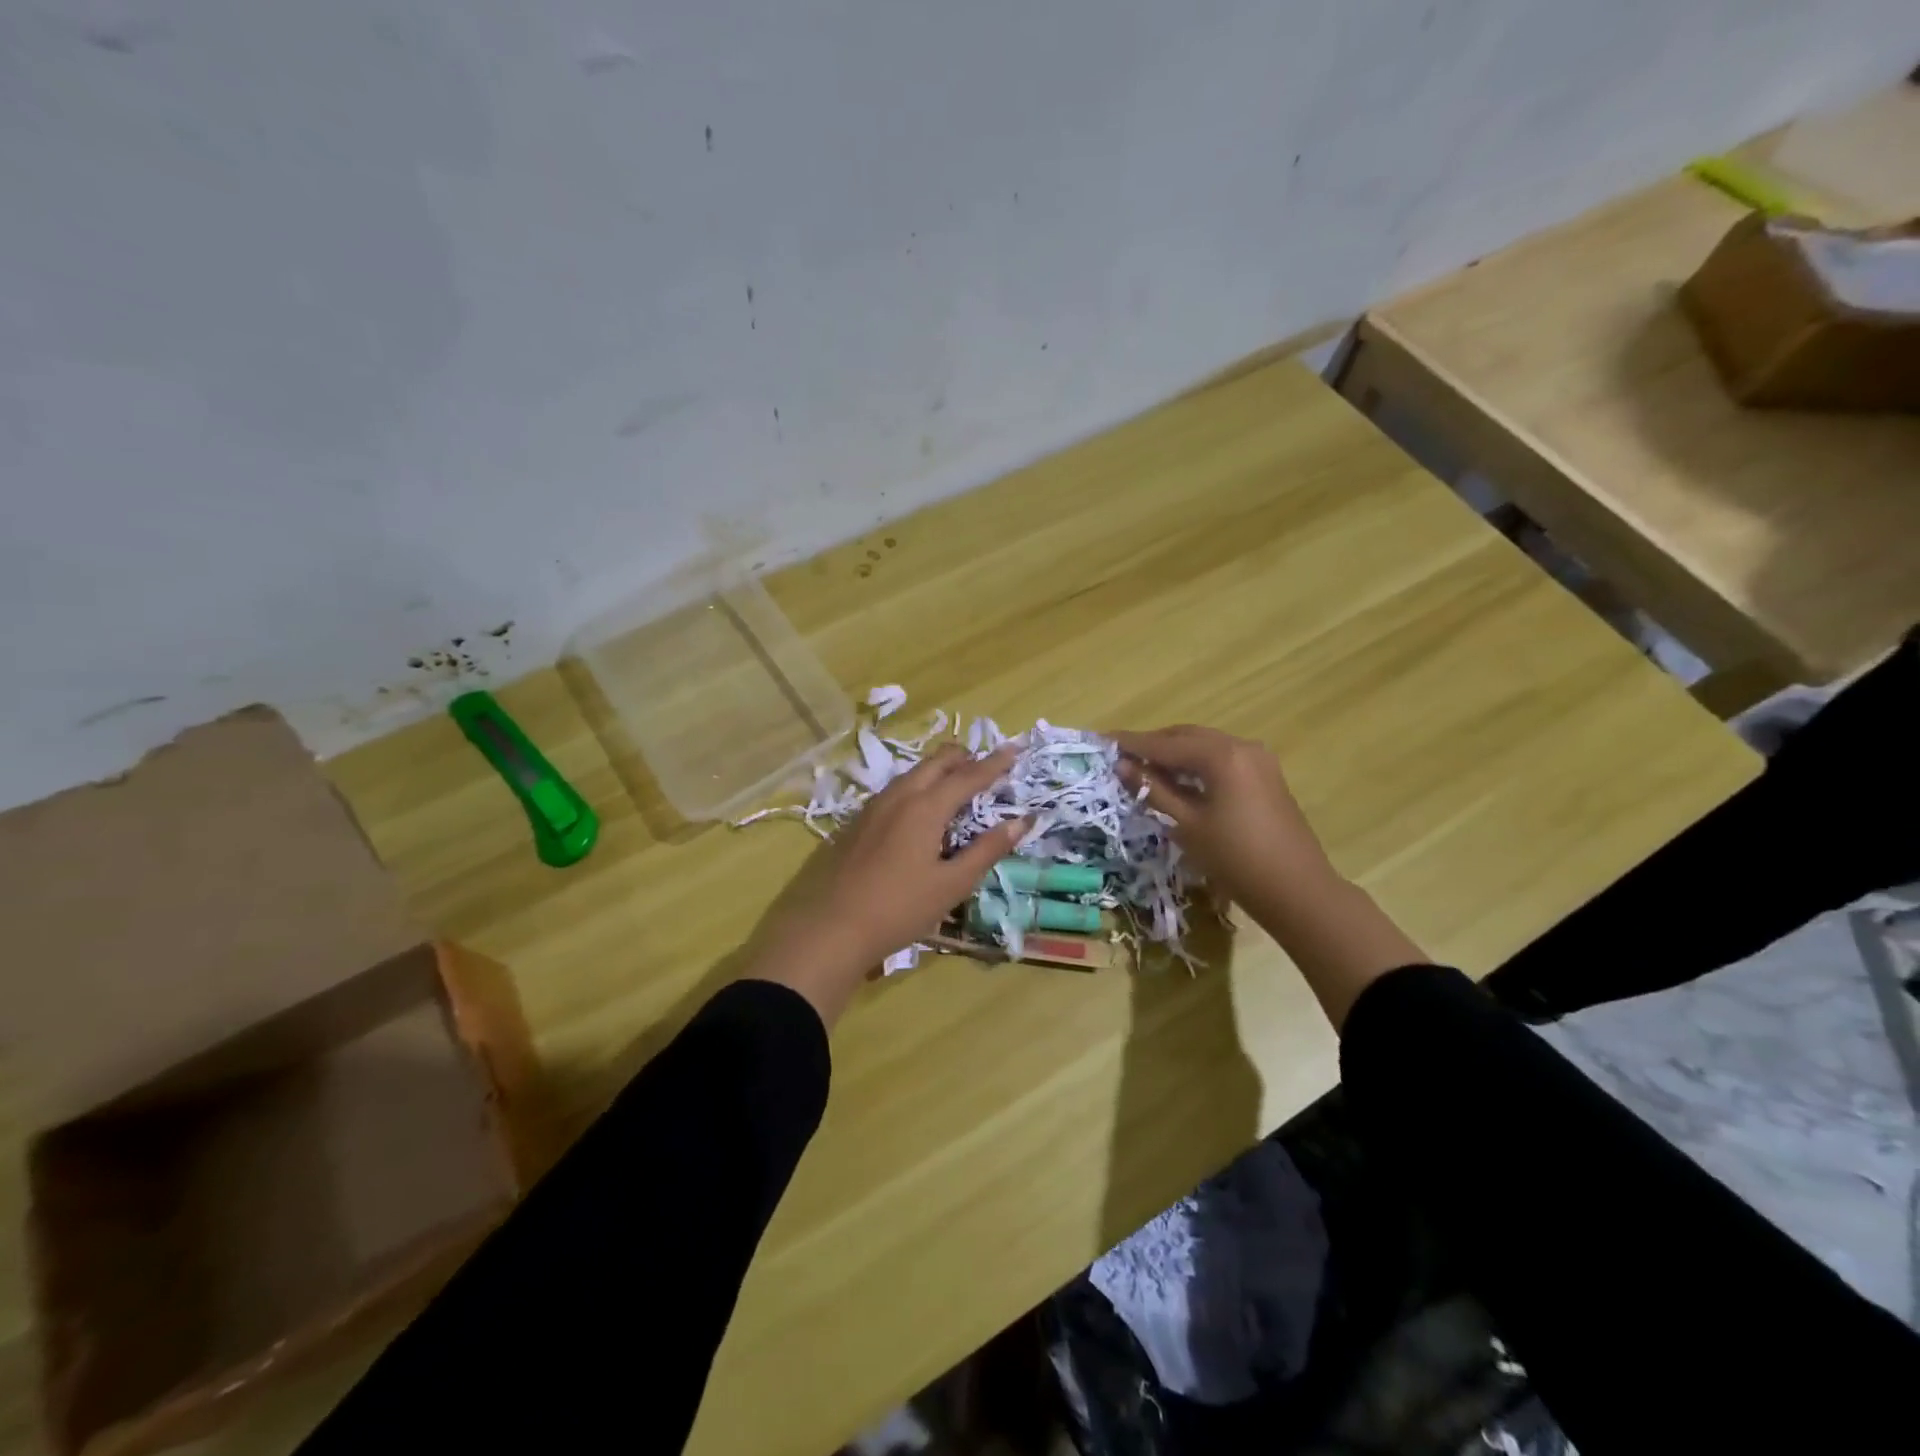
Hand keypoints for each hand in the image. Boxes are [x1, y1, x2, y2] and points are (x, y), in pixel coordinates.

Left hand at [746, 745, 1027, 1026]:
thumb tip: (1022, 822)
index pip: (968, 776)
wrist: (832, 928)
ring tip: (957, 781)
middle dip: (964, 757)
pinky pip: (896, 789)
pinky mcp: (858, 821)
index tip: (1014, 750)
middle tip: (987, 764)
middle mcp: (899, 796)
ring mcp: (874, 806)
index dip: (994, 764)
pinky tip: (919, 806)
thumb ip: (987, 850)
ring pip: (913, 773)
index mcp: (925, 807)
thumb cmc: (900, 908)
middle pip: (936, 763)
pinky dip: (918, 785)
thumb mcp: (952, 884)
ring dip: (938, 770)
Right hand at [1110, 726, 1336, 916]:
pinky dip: (1196, 764)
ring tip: (1144, 768)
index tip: (1102, 740)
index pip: (1166, 743)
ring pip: (1205, 746)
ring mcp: (1258, 760)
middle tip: (1122, 756)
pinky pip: (1221, 759)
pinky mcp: (1265, 776)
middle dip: (1154, 745)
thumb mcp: (1187, 825)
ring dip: (1175, 754)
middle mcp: (1241, 746)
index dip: (1132, 743)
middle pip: (1187, 736)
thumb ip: (1153, 790)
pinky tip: (1178, 779)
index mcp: (1221, 755)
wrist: (1297, 891)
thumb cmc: (1236, 859)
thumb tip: (1123, 766)